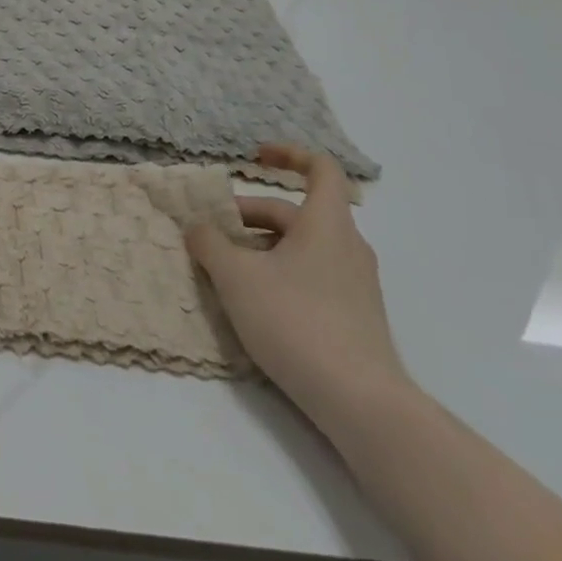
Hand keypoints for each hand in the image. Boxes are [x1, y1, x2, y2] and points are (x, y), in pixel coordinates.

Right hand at [185, 144, 408, 421]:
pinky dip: (282, 274)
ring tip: (228, 270)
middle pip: (296, 213)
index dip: (289, 154)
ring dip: (263, 247)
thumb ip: (210, 243)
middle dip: (251, 216)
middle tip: (214, 232)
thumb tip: (197, 227)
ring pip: (303, 247)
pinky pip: (313, 277)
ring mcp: (356, 285)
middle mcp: (347, 246)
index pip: (321, 168)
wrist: (363, 406)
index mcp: (326, 223)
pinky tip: (256, 305)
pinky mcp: (356, 319)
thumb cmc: (297, 322)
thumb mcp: (236, 277)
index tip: (257, 156)